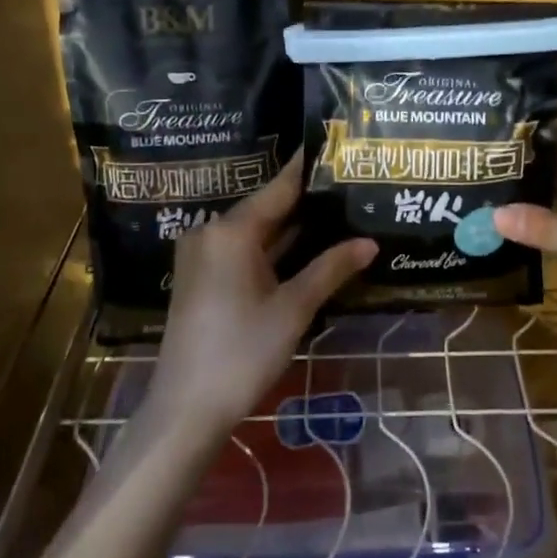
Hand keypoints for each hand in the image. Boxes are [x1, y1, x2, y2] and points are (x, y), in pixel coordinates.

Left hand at [145, 157, 376, 434]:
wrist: (186, 409)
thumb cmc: (243, 352)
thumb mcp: (294, 308)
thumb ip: (331, 268)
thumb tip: (370, 243)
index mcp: (232, 231)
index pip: (280, 187)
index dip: (309, 169)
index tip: (335, 148)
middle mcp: (211, 232)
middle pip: (266, 207)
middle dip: (306, 200)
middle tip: (347, 185)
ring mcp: (202, 255)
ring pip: (255, 230)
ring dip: (290, 226)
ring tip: (335, 211)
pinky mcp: (200, 277)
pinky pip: (242, 249)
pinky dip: (271, 248)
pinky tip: (304, 247)